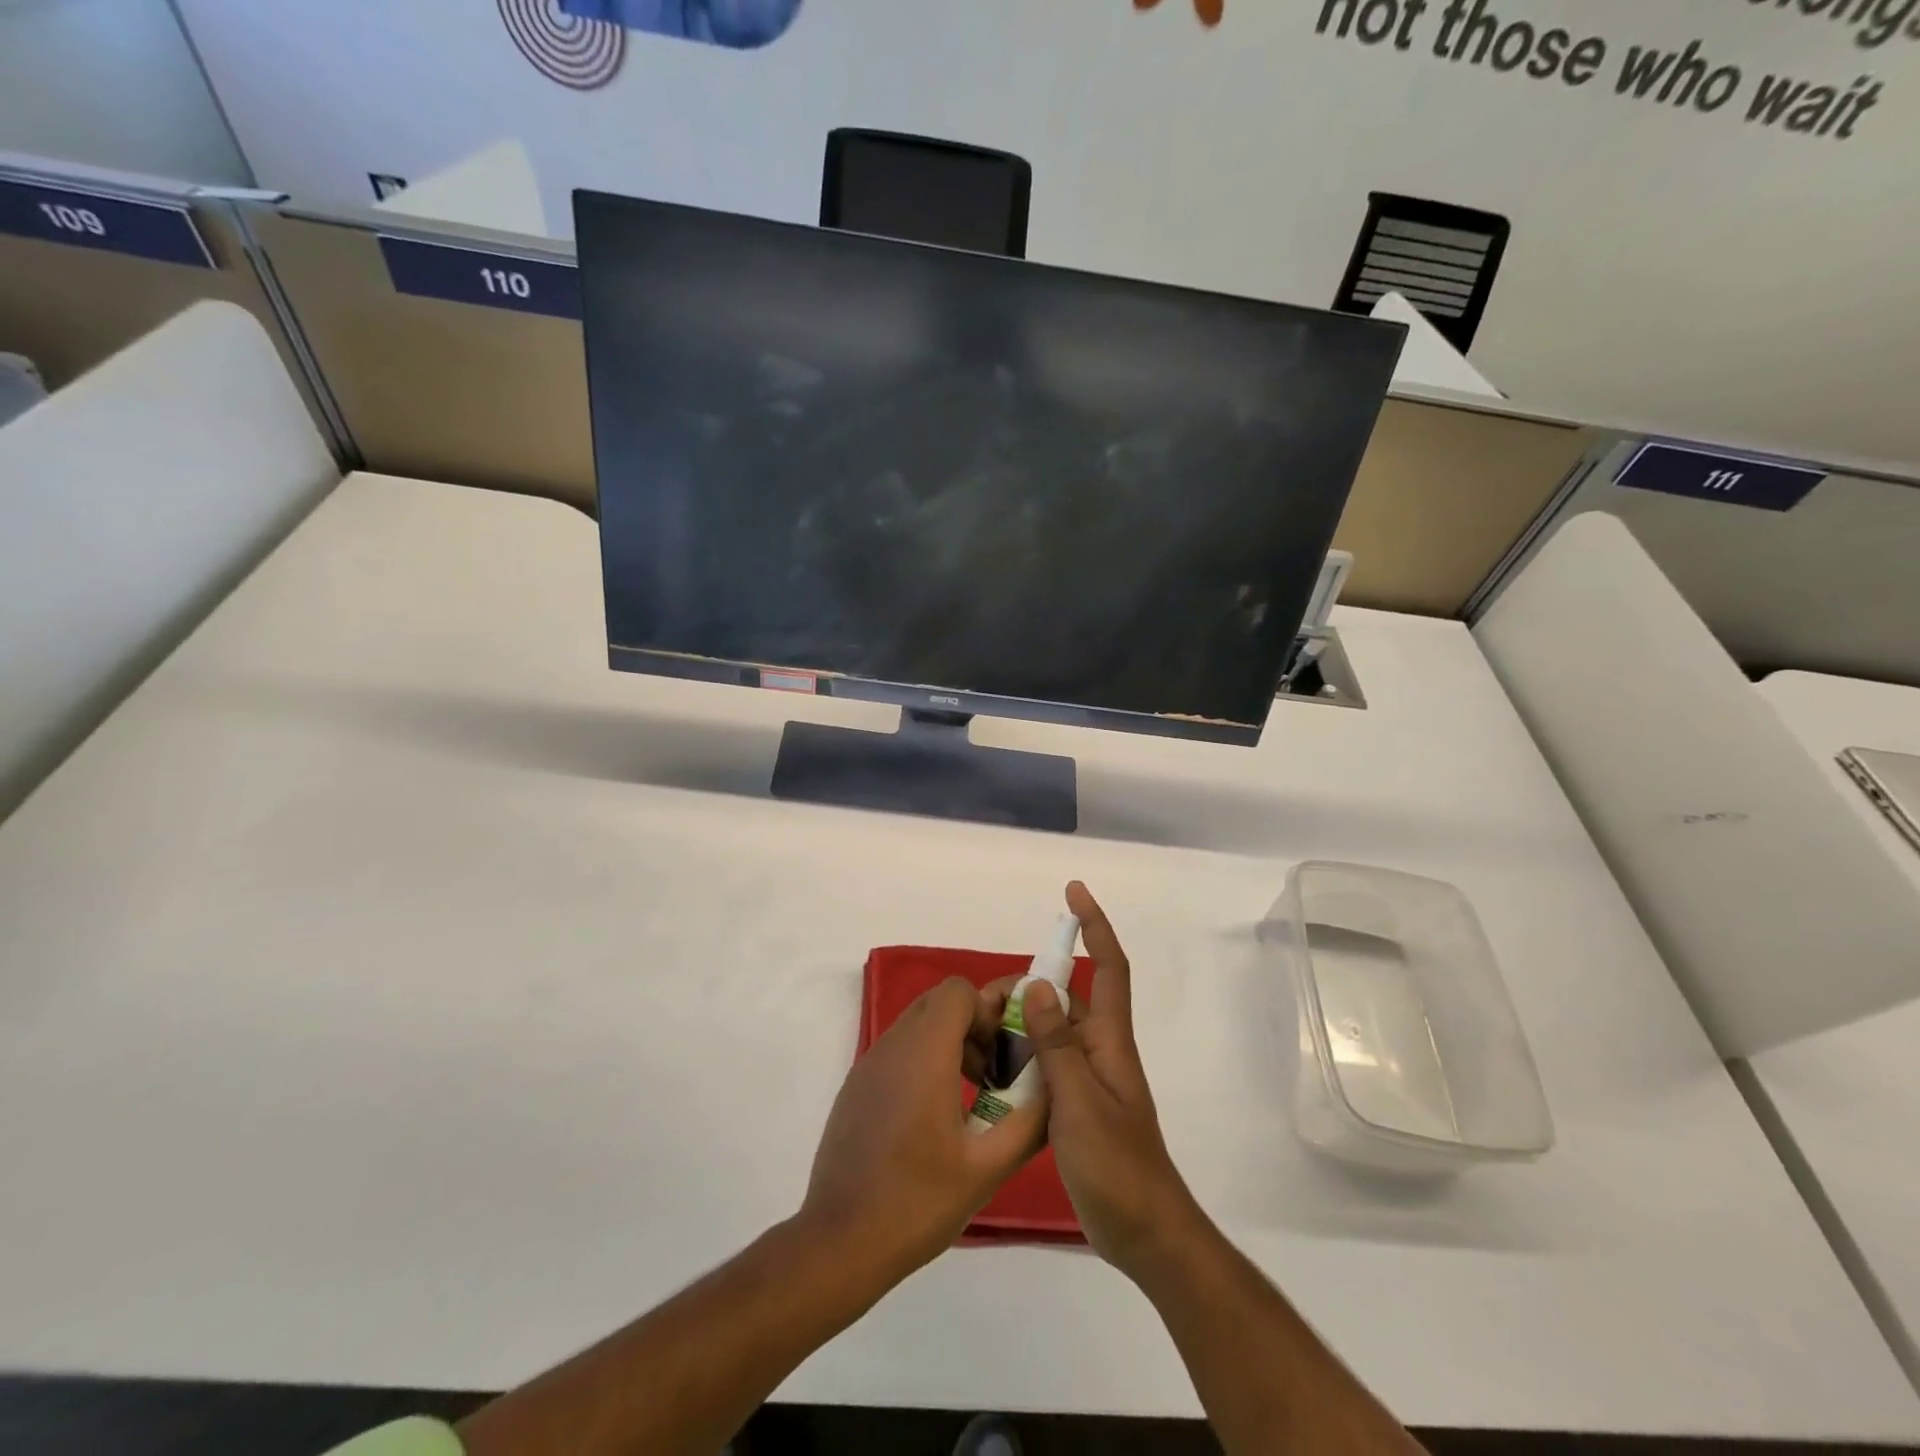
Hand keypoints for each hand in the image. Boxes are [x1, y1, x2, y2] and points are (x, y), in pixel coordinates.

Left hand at [799, 977, 1046, 1284]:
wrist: (839, 1241)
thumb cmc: (917, 1202)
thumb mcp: (988, 1167)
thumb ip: (1030, 1120)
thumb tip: (1056, 1086)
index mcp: (924, 1053)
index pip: (958, 990)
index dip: (988, 1009)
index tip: (1006, 1049)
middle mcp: (892, 1045)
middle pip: (939, 1001)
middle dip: (973, 1023)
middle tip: (995, 1070)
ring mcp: (868, 1064)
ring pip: (917, 1024)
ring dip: (950, 1042)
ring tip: (972, 1095)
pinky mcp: (856, 1086)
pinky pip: (898, 1050)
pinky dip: (924, 1060)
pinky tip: (935, 1117)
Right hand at [1022, 882, 1198, 1281]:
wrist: (1143, 1233)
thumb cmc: (1118, 1165)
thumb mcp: (1080, 1103)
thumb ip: (1057, 1045)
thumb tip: (1036, 985)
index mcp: (1110, 1041)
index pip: (1110, 967)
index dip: (1095, 926)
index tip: (1074, 892)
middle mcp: (1099, 1049)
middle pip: (1064, 999)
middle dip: (1027, 988)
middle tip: (983, 1003)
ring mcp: (1086, 1078)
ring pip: (1047, 1033)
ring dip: (1016, 1027)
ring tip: (974, 1035)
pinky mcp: (1073, 1104)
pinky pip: (1041, 1065)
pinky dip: (1016, 1059)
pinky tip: (986, 1072)